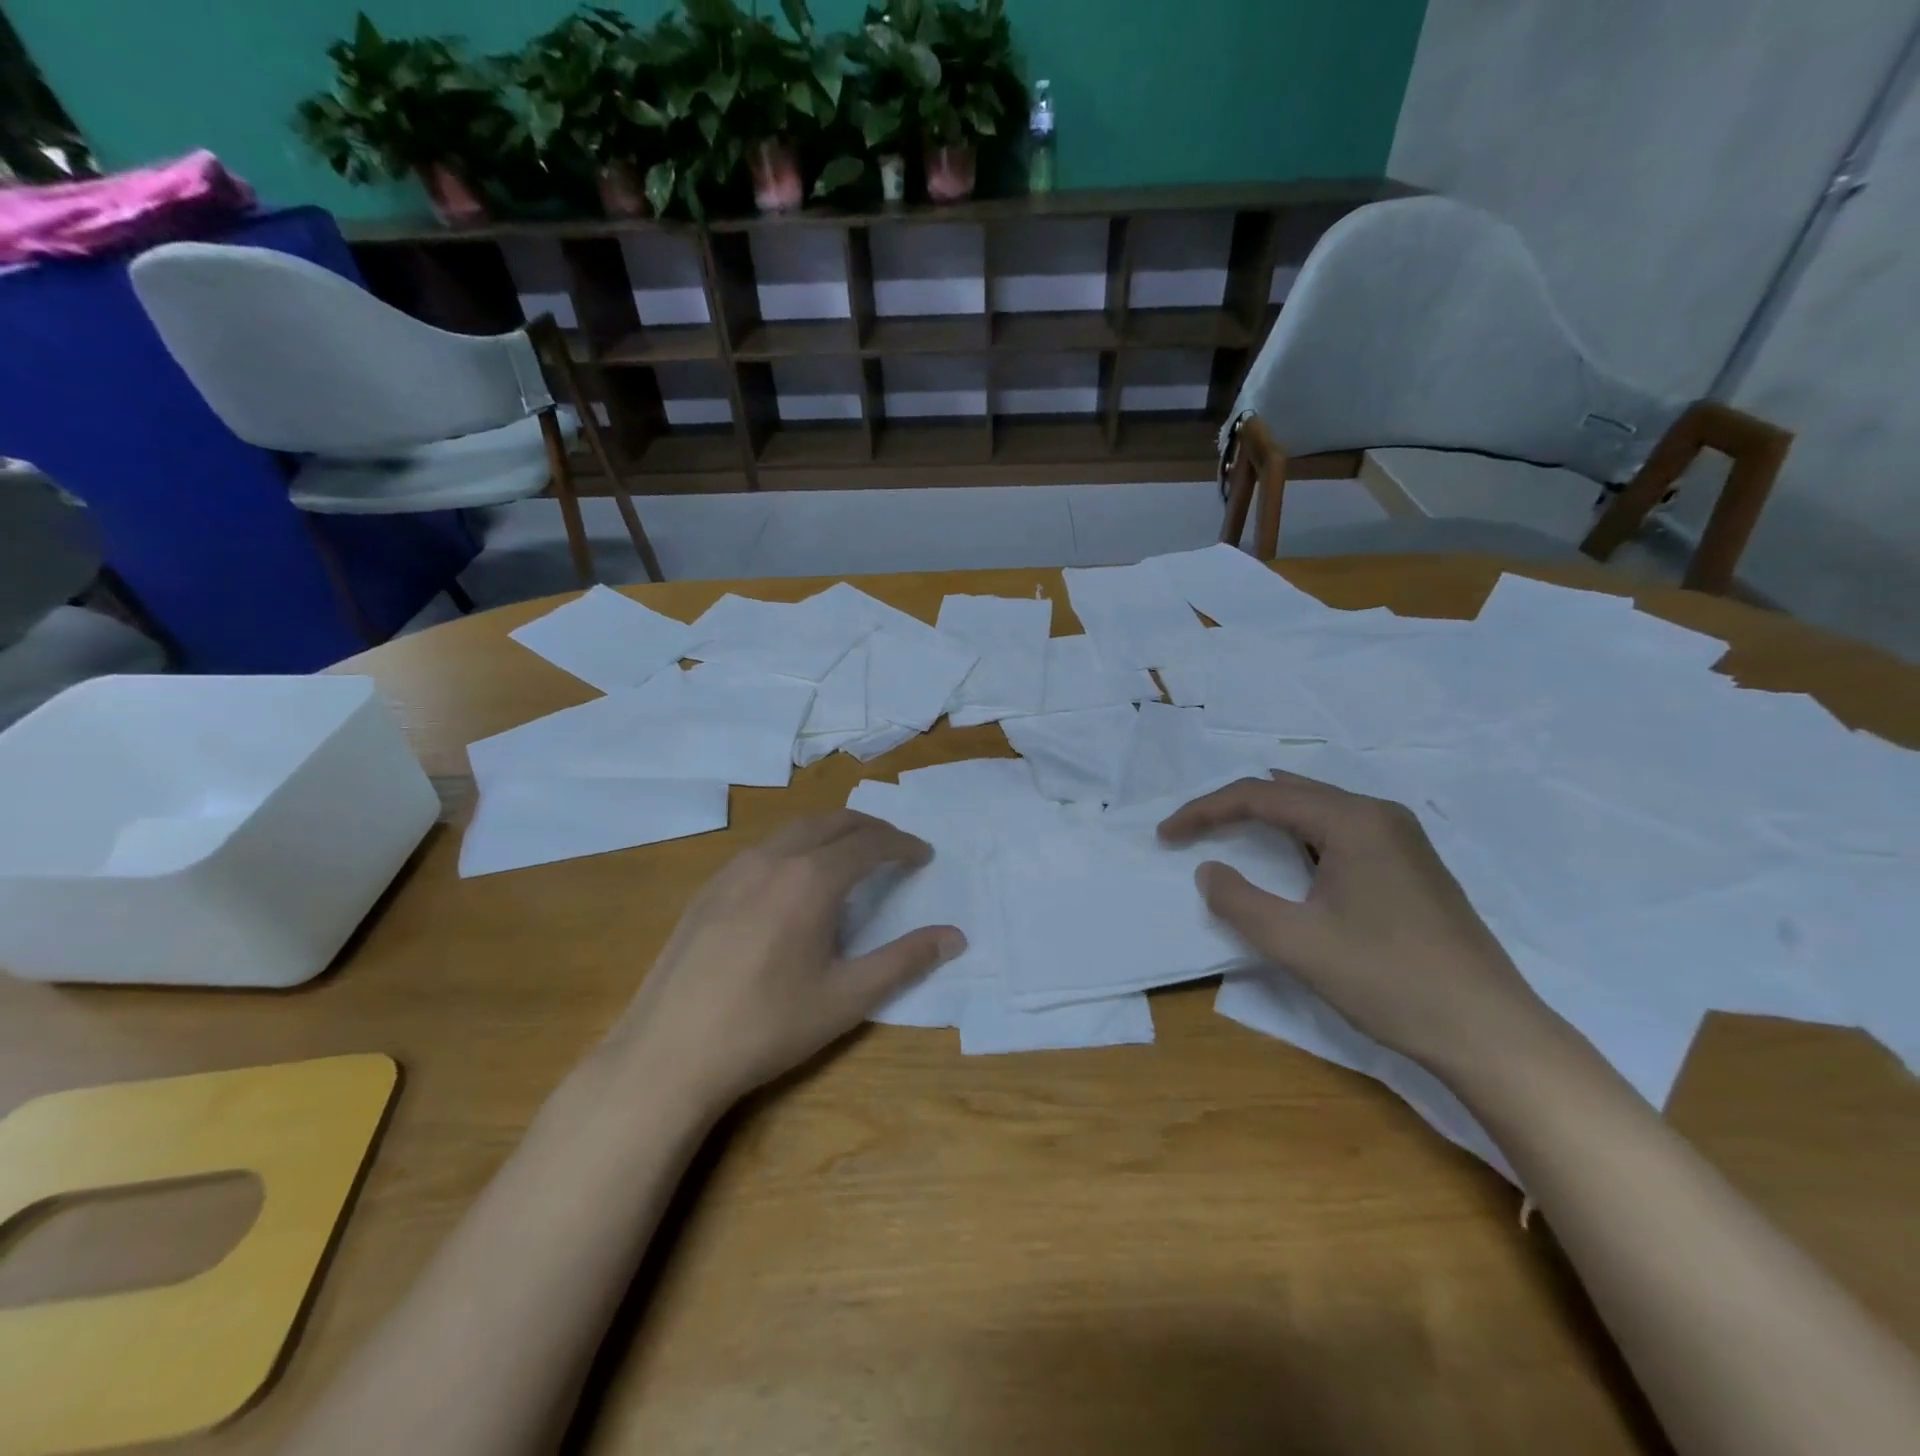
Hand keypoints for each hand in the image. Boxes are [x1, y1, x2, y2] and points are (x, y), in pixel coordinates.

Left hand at [609, 811, 965, 1111]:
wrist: (668, 1053)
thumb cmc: (767, 1026)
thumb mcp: (847, 998)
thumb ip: (904, 960)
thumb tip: (954, 936)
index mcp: (811, 879)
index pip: (869, 843)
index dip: (902, 845)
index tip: (923, 855)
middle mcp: (773, 859)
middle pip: (832, 822)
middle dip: (870, 828)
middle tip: (895, 848)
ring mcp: (734, 869)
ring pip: (795, 830)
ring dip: (832, 832)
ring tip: (851, 856)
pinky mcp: (708, 888)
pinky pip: (765, 848)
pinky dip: (797, 847)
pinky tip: (795, 882)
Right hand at [1158, 773, 1555, 1076]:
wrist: (1491, 1032)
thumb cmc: (1388, 981)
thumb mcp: (1297, 943)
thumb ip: (1239, 901)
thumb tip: (1209, 870)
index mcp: (1351, 820)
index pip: (1259, 795)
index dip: (1204, 810)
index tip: (1166, 835)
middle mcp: (1378, 814)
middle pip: (1288, 792)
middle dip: (1232, 808)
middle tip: (1192, 833)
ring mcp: (1401, 838)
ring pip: (1316, 809)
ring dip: (1267, 821)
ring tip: (1227, 838)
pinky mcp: (1411, 864)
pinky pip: (1339, 831)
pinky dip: (1298, 837)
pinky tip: (1288, 862)